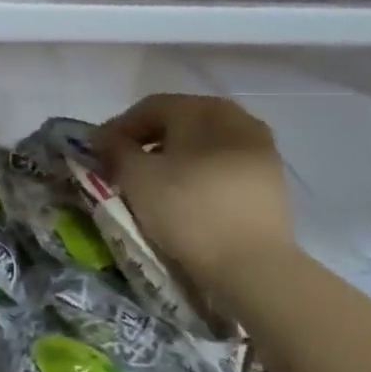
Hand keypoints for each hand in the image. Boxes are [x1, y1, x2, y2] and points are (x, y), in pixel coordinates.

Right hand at [94, 94, 295, 287]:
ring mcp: (260, 147)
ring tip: (152, 182)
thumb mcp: (136, 177)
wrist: (251, 264)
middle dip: (147, 140)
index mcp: (203, 109)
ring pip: (203, 142)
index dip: (119, 127)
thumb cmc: (186, 210)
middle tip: (123, 165)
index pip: (150, 107)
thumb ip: (115, 149)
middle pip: (179, 120)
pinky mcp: (271, 178)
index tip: (99, 153)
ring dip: (173, 156)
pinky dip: (199, 170)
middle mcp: (236, 118)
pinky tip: (184, 194)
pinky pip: (223, 162)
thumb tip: (103, 137)